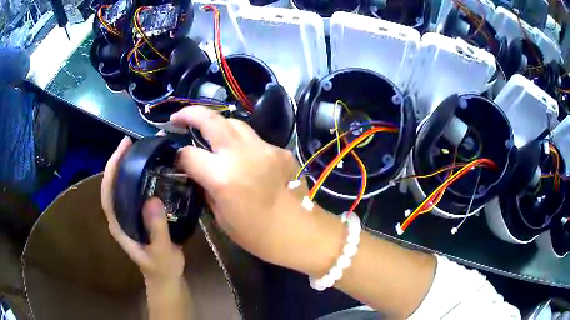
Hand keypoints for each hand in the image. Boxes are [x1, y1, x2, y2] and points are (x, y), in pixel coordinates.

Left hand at [101, 137, 184, 284]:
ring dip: (128, 166)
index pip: (108, 193)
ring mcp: (129, 215)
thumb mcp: (161, 253)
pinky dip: (139, 177)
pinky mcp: (139, 215)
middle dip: (119, 162)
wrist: (166, 278)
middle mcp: (120, 216)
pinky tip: (151, 168)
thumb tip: (153, 200)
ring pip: (124, 186)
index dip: (111, 170)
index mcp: (119, 225)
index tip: (122, 149)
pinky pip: (136, 191)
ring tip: (141, 149)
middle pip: (114, 185)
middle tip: (132, 142)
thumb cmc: (162, 269)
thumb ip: (157, 230)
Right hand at [171, 107, 343, 274]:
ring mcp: (263, 148)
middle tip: (177, 117)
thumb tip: (197, 172)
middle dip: (190, 113)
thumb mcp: (222, 217)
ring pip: (234, 123)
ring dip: (217, 124)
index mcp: (223, 177)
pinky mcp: (279, 149)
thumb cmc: (258, 235)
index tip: (176, 159)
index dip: (178, 156)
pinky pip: (254, 139)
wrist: (301, 232)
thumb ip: (207, 188)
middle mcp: (241, 154)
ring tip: (208, 133)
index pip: (189, 154)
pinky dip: (241, 142)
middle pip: (211, 119)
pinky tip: (241, 155)